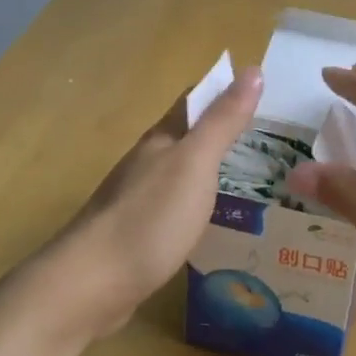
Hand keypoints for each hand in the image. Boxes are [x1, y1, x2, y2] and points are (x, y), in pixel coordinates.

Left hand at [39, 66, 262, 339]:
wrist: (89, 286)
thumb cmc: (149, 218)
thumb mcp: (195, 164)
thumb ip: (223, 121)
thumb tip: (253, 70)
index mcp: (161, 140)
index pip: (193, 101)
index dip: (224, 91)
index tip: (262, 93)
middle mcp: (146, 164)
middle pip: (186, 137)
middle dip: (221, 132)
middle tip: (266, 140)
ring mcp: (137, 201)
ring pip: (179, 174)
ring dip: (209, 170)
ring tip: (249, 179)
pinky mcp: (136, 237)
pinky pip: (173, 209)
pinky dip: (197, 206)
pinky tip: (212, 222)